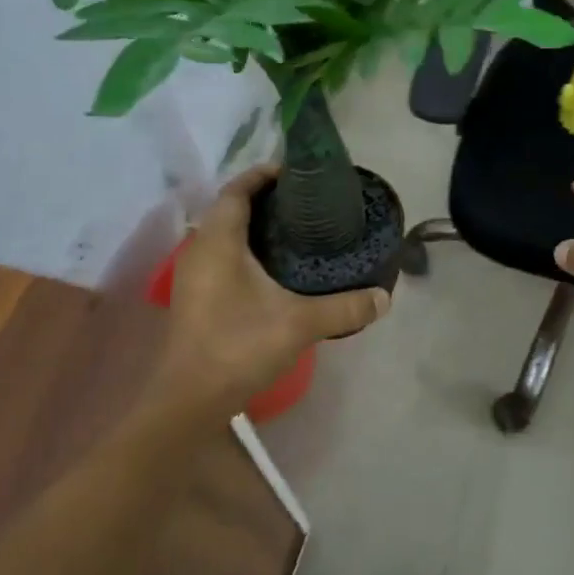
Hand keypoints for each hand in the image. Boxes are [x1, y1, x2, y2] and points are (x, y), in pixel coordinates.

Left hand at [163, 166, 390, 406]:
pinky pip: (220, 254)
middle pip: (229, 208)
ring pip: (222, 233)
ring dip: (252, 224)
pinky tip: (272, 267)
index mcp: (218, 241)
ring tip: (293, 228)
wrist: (188, 402)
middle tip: (304, 201)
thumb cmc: (238, 347)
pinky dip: (244, 248)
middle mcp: (199, 250)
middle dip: (263, 198)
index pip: (237, 190)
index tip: (295, 172)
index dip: (263, 175)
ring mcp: (192, 275)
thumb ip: (344, 307)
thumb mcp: (299, 324)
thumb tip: (385, 298)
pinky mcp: (194, 297)